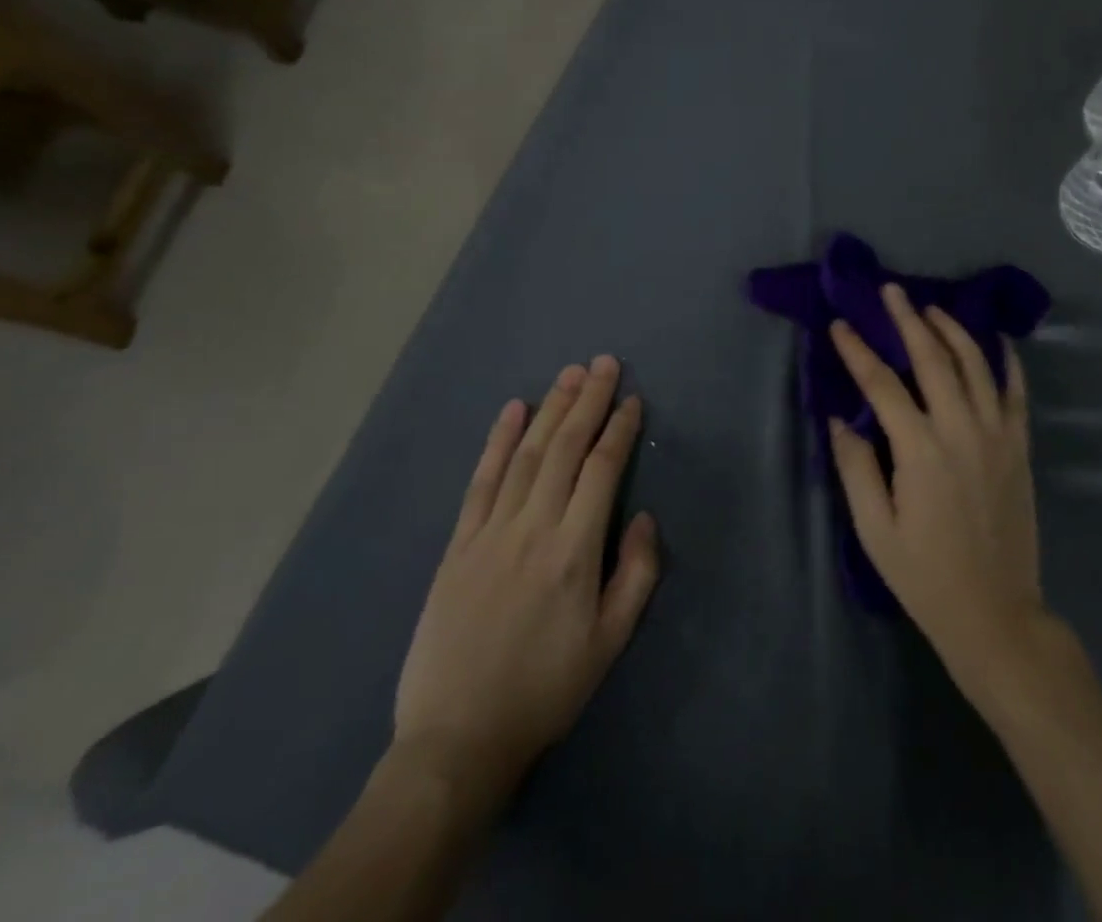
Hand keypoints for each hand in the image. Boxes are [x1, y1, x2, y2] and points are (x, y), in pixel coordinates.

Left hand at [394, 357, 659, 800]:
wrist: (457, 739)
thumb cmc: (545, 690)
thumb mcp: (609, 644)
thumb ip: (636, 575)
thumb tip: (644, 517)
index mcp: (574, 551)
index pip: (602, 470)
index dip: (619, 430)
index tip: (632, 401)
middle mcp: (533, 528)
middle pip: (565, 448)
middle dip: (587, 400)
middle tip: (604, 363)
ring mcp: (490, 532)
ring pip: (526, 455)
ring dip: (549, 409)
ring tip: (569, 374)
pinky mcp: (458, 544)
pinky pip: (481, 481)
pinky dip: (497, 442)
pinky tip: (511, 411)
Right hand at [828, 285, 1046, 684]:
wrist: (995, 613)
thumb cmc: (925, 575)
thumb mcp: (874, 529)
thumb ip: (855, 468)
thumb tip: (839, 418)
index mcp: (920, 450)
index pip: (882, 385)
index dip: (858, 351)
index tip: (839, 325)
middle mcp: (961, 429)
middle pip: (933, 358)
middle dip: (908, 320)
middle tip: (891, 291)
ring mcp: (997, 434)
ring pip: (976, 364)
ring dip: (952, 329)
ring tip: (931, 308)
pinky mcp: (1019, 446)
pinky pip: (1016, 391)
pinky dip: (1006, 360)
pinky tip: (996, 339)